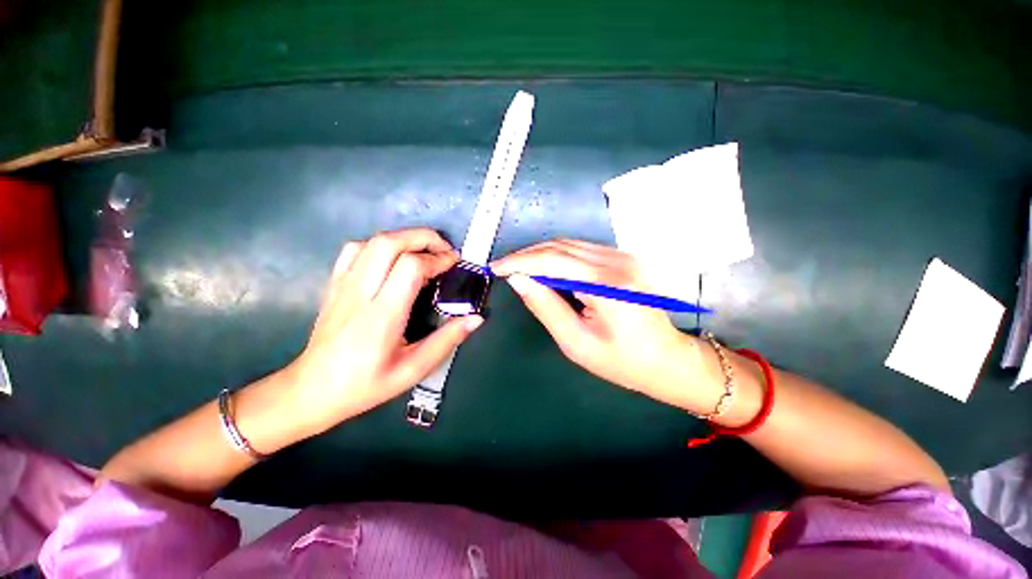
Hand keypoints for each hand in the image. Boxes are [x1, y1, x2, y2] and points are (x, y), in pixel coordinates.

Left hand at [288, 229, 482, 434]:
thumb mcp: (413, 370)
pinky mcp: (335, 284)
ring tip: (424, 252)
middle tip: (444, 250)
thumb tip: (476, 318)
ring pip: (372, 241)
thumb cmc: (366, 384)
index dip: (437, 259)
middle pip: (390, 242)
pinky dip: (381, 245)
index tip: (454, 263)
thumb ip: (447, 341)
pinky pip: (355, 250)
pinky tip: (393, 259)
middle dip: (423, 238)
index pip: (410, 267)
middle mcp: (360, 292)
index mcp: (382, 316)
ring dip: (404, 239)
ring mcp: (344, 285)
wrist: (313, 390)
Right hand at [491, 240, 713, 411]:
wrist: (669, 360)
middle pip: (560, 246)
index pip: (552, 260)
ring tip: (521, 270)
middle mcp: (616, 261)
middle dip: (528, 255)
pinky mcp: (623, 260)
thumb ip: (545, 306)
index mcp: (606, 283)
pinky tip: (546, 270)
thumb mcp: (576, 342)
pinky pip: (582, 251)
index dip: (520, 261)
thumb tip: (519, 280)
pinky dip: (558, 257)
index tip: (496, 268)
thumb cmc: (623, 361)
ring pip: (570, 245)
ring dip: (541, 255)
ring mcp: (623, 257)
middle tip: (505, 269)